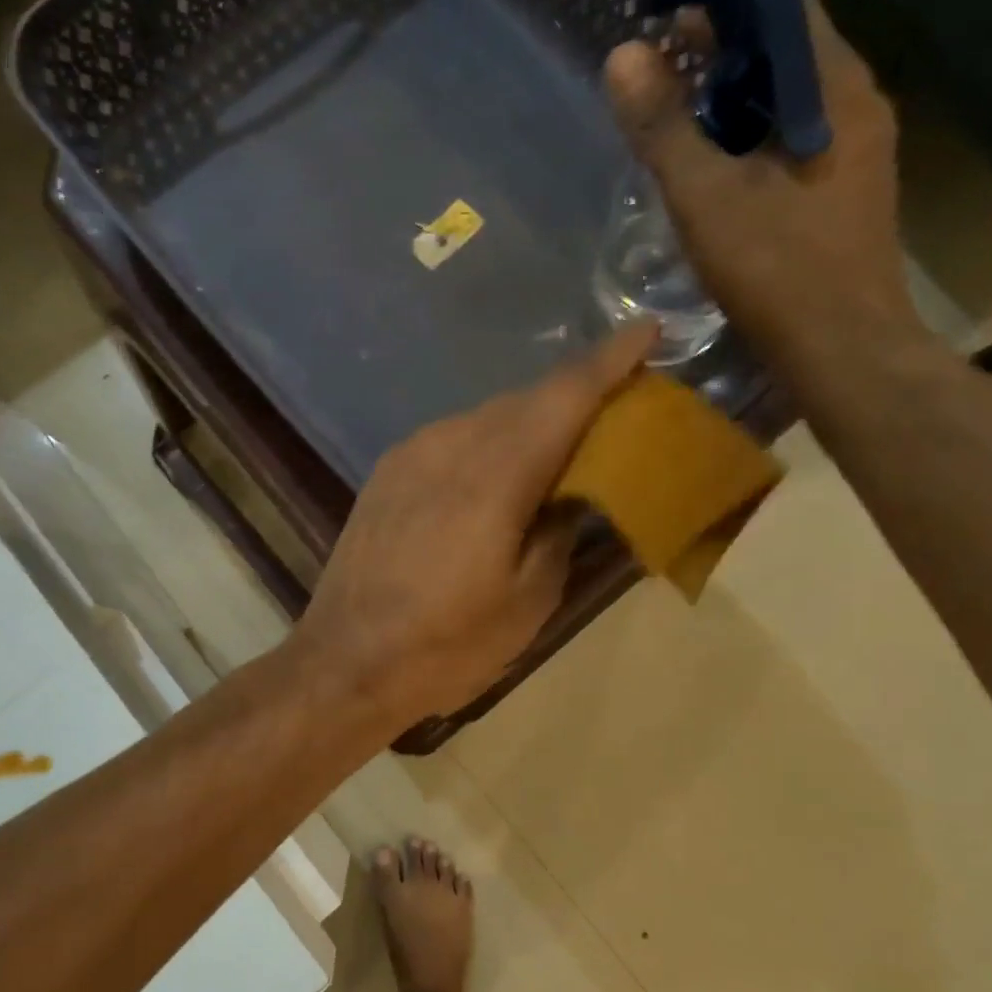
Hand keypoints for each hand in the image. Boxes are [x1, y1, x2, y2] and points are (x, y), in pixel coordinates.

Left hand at [292, 324, 656, 731]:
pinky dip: (488, 444)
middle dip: (573, 397)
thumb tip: (573, 493)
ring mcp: (410, 454)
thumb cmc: (446, 644)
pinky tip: (495, 478)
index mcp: (494, 474)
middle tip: (612, 414)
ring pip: (486, 417)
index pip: (564, 395)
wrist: (345, 661)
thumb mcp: (527, 601)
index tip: (647, 330)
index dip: (610, 360)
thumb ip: (560, 532)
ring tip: (556, 453)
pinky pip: (452, 438)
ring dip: (528, 424)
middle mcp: (450, 444)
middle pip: (525, 400)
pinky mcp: (386, 473)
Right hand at [604, 3, 920, 365]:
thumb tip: (622, 58)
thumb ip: (664, 129)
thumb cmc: (778, 272)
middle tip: (658, 74)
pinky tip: (713, 173)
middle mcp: (857, 107)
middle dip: (721, 56)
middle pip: (784, 55)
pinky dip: (750, 144)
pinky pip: (792, 145)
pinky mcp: (844, 195)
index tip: (665, 22)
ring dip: (733, 104)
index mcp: (834, 90)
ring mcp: (857, 154)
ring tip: (676, 121)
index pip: (781, 7)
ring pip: (787, 105)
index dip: (722, 4)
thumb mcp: (707, 198)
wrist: (844, 352)